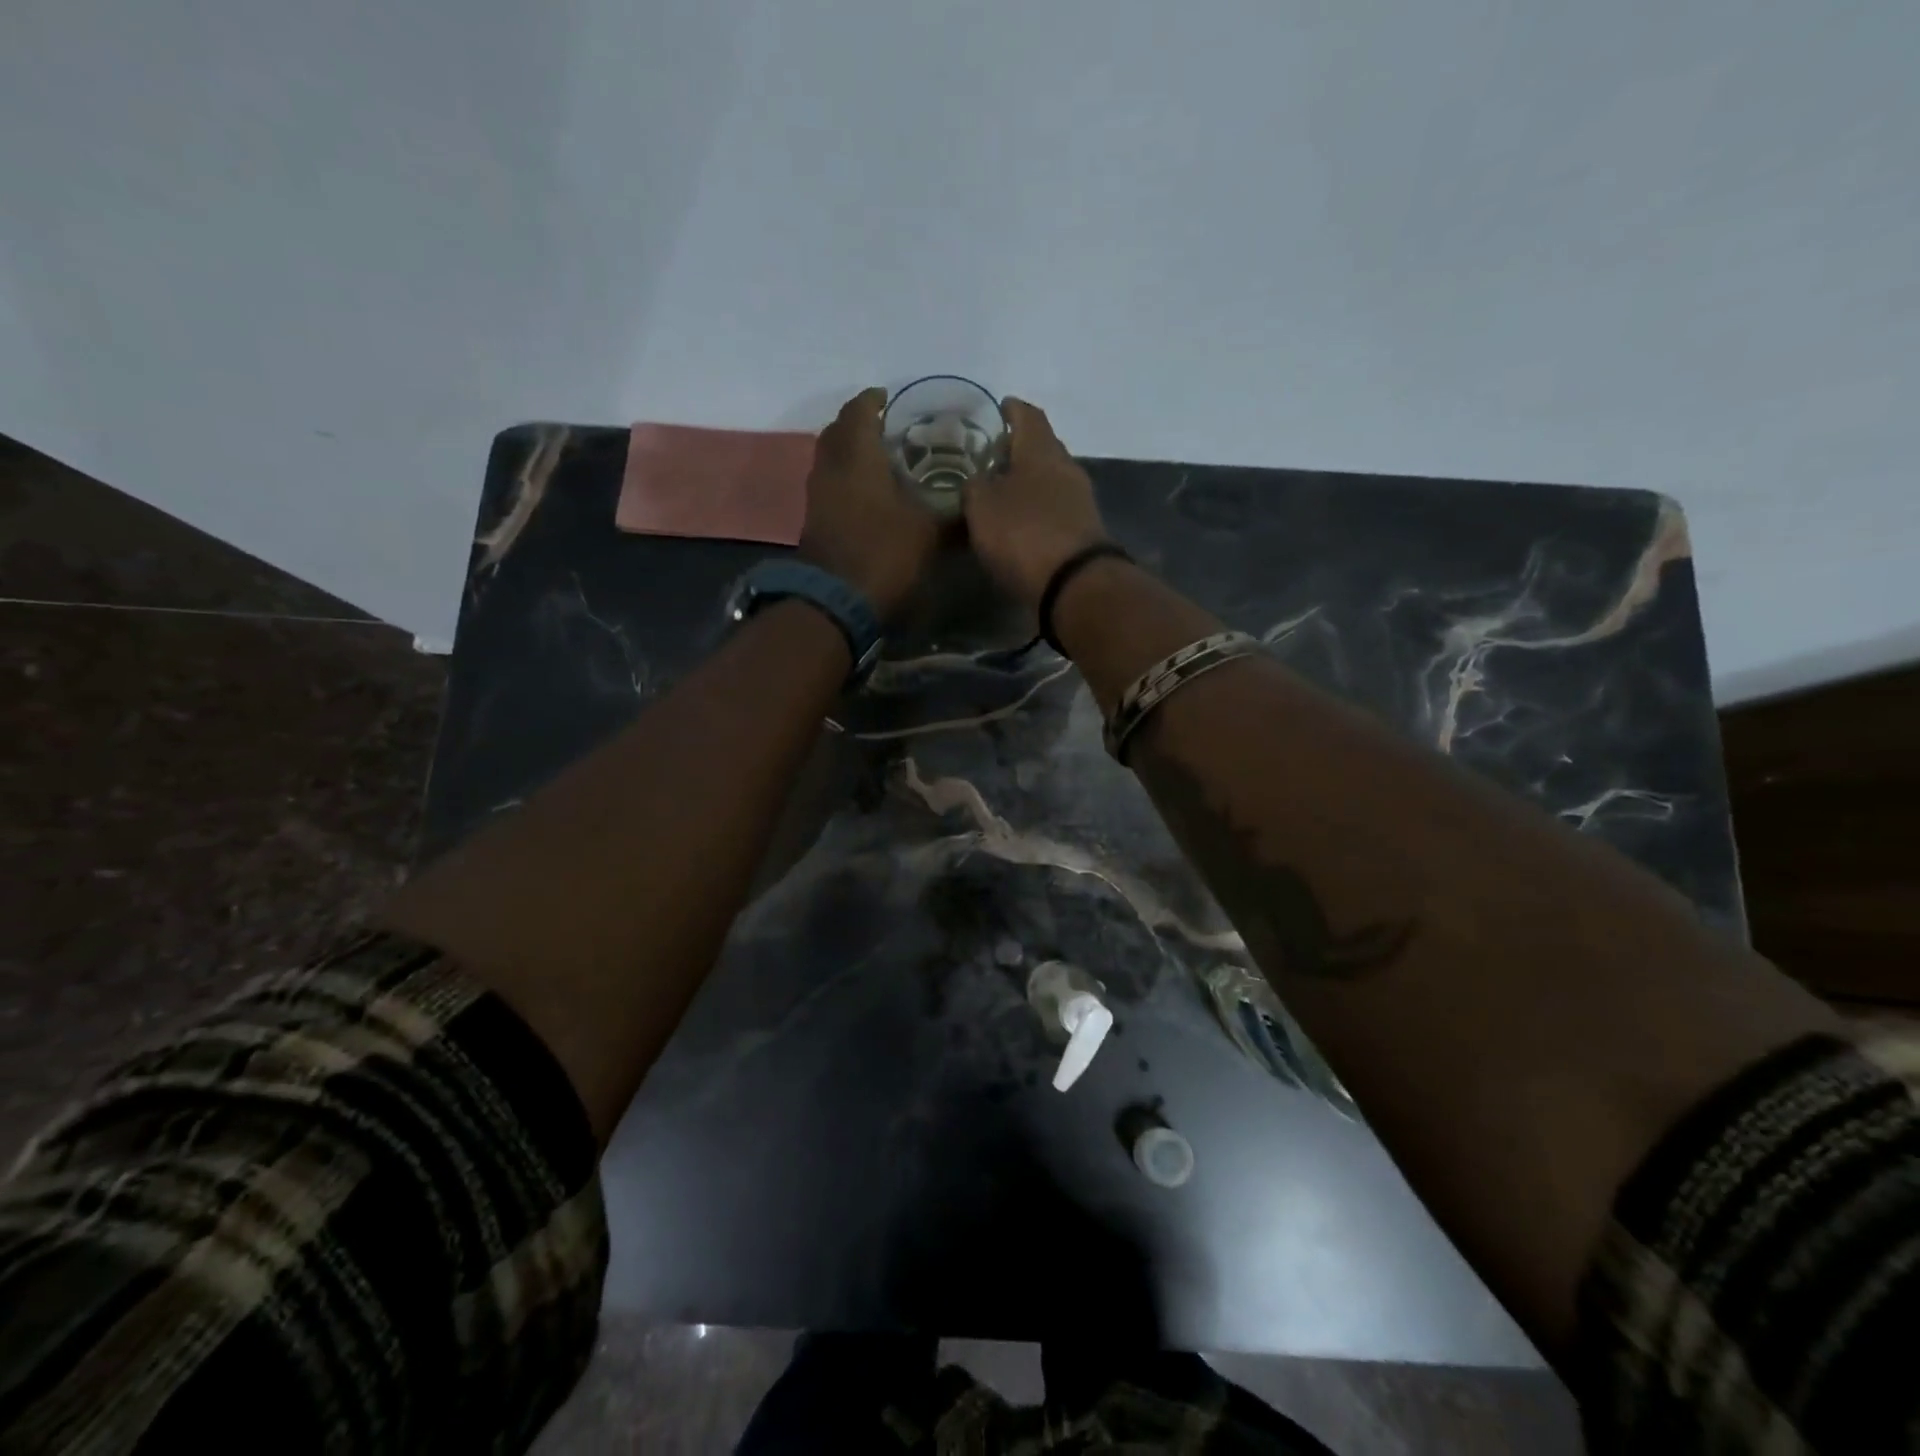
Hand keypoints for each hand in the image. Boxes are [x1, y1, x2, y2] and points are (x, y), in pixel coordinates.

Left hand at [798, 388, 944, 618]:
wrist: (836, 602)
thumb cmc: (885, 554)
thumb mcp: (931, 534)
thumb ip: (955, 515)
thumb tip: (980, 505)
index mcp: (857, 456)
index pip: (860, 411)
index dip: (875, 401)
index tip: (892, 399)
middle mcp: (830, 467)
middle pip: (838, 431)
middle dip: (860, 424)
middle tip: (888, 430)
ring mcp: (818, 496)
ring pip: (831, 459)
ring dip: (851, 454)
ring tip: (882, 461)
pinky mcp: (815, 521)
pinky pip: (830, 486)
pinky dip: (846, 480)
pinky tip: (870, 495)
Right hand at [962, 397, 1110, 609]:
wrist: (1074, 583)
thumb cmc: (1023, 533)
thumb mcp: (982, 506)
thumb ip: (975, 486)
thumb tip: (978, 481)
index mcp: (1041, 450)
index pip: (1028, 416)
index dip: (1012, 409)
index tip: (999, 407)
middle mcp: (1066, 467)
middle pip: (1042, 448)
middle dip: (1019, 449)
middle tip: (993, 456)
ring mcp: (1080, 500)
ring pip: (1049, 480)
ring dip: (1028, 482)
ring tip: (1001, 492)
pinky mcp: (1083, 531)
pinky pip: (1055, 508)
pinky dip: (1037, 508)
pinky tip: (1020, 521)